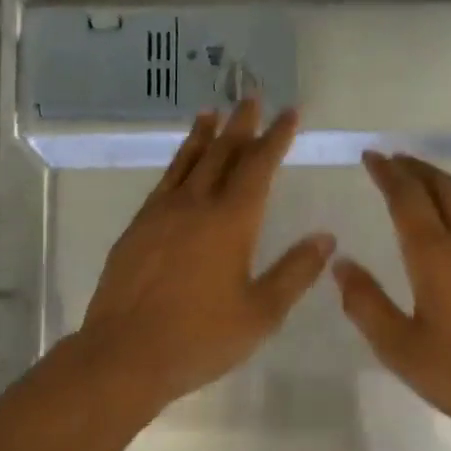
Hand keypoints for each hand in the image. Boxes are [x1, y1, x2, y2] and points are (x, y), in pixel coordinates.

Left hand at [75, 100, 333, 407]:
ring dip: (204, 134)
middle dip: (241, 124)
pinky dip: (177, 161)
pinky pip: (164, 181)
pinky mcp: (137, 228)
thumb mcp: (261, 312)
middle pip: (222, 153)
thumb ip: (295, 272)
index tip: (289, 112)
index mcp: (231, 221)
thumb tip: (326, 238)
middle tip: (251, 95)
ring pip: (188, 161)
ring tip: (212, 111)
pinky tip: (180, 162)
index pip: (259, 166)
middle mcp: (196, 205)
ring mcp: (161, 213)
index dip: (276, 137)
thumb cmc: (200, 337)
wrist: (124, 354)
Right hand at [334, 152, 450, 441]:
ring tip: (420, 183)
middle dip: (415, 168)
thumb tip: (341, 264)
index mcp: (437, 256)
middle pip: (443, 187)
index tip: (371, 156)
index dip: (387, 173)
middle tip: (393, 160)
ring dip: (440, 184)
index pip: (407, 198)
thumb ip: (366, 303)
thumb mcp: (401, 349)